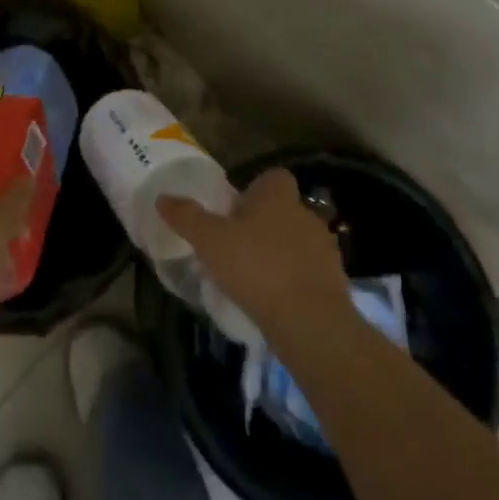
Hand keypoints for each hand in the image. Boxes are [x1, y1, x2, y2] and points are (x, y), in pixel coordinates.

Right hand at [157, 168, 351, 334]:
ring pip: (297, 241)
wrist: (310, 321)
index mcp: (277, 195)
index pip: (272, 177)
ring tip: (255, 276)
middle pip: (283, 209)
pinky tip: (275, 299)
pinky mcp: (335, 282)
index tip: (235, 210)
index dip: (255, 189)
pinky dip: (295, 281)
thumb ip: (186, 216)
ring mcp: (325, 249)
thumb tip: (163, 197)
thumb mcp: (209, 240)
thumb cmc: (256, 267)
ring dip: (281, 253)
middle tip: (238, 245)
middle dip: (264, 223)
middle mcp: (305, 214)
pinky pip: (309, 273)